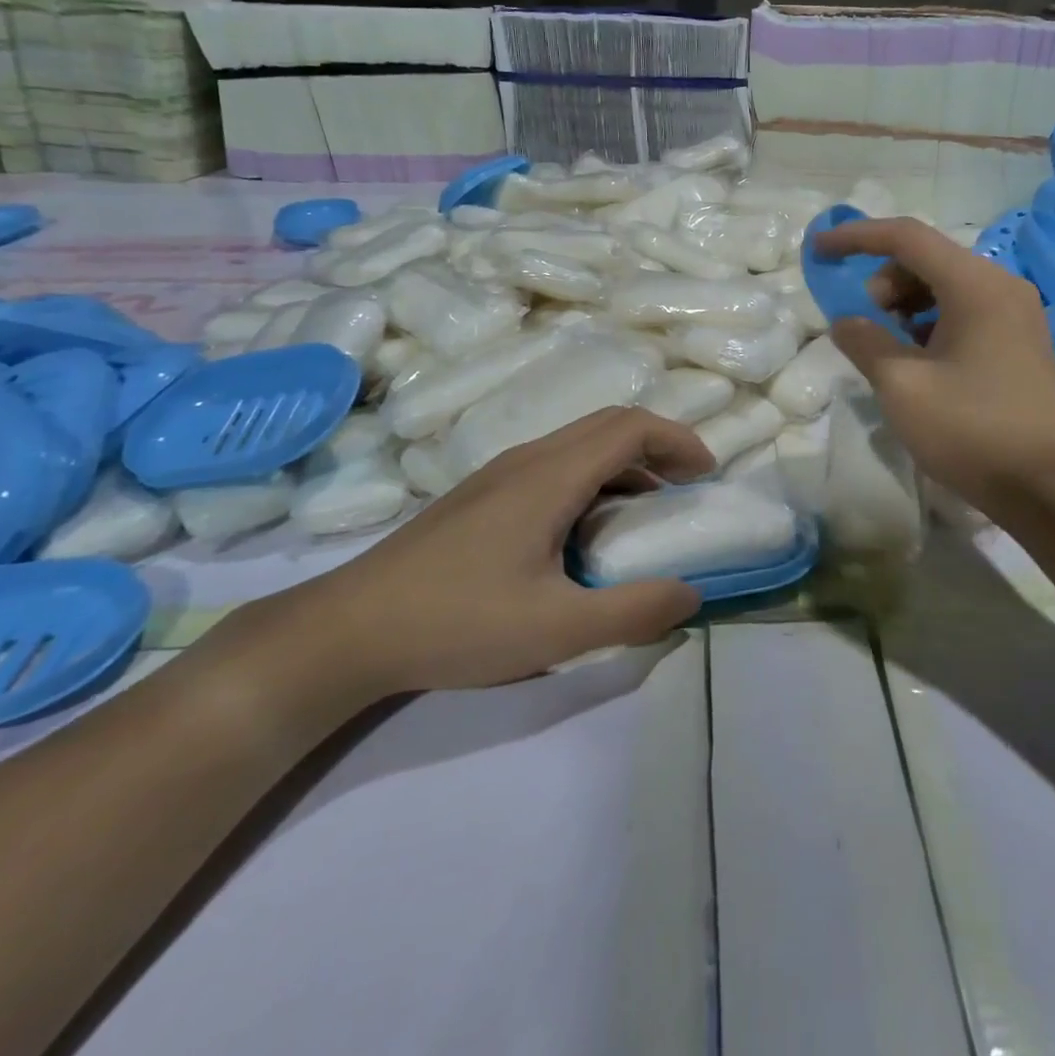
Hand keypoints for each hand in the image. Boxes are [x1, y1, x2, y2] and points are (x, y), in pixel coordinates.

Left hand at [294, 407, 713, 695]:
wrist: (347, 629)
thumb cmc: (457, 622)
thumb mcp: (556, 630)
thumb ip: (632, 612)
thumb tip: (692, 593)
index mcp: (550, 477)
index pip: (630, 427)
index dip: (678, 440)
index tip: (707, 474)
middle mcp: (527, 459)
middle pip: (608, 425)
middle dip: (658, 445)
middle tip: (687, 487)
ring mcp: (498, 474)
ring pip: (579, 444)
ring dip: (625, 462)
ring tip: (647, 511)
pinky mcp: (481, 495)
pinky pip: (555, 465)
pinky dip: (594, 478)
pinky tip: (587, 530)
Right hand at [815, 217, 1054, 518]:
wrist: (1049, 488)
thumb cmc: (971, 430)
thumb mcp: (902, 386)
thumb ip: (865, 342)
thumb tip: (846, 321)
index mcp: (976, 285)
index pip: (907, 238)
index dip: (856, 237)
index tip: (819, 250)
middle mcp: (1002, 286)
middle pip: (928, 259)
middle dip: (884, 281)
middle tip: (865, 325)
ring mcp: (1017, 314)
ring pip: (947, 286)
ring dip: (906, 304)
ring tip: (889, 348)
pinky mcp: (1022, 342)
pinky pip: (967, 311)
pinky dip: (932, 323)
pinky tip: (920, 361)